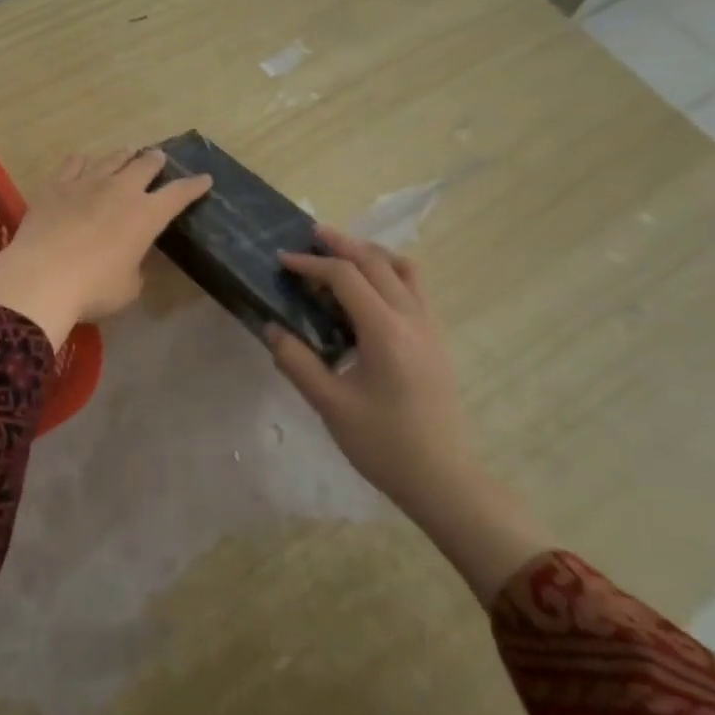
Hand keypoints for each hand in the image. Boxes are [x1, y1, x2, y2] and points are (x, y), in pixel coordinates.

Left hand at [0, 149, 212, 347]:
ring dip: (124, 155)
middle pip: (145, 165)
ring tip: (129, 153)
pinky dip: (84, 161)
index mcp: (146, 216)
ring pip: (112, 158)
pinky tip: (84, 162)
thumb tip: (130, 260)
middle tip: (159, 158)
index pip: (179, 194)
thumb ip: (135, 268)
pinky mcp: (57, 185)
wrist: (41, 277)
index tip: (204, 179)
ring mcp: (87, 183)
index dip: (194, 186)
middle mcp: (121, 190)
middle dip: (156, 161)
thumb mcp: (129, 287)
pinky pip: (74, 163)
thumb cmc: (93, 289)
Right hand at [267, 225, 471, 511]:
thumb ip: (297, 361)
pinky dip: (389, 273)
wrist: (442, 479)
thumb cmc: (383, 444)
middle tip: (311, 235)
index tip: (283, 260)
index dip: (311, 264)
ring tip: (343, 255)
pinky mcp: (436, 340)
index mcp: (385, 330)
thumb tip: (272, 328)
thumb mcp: (330, 405)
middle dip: (342, 244)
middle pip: (376, 262)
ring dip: (371, 254)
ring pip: (403, 269)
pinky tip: (369, 290)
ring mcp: (430, 327)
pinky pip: (415, 288)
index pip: (345, 277)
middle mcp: (412, 317)